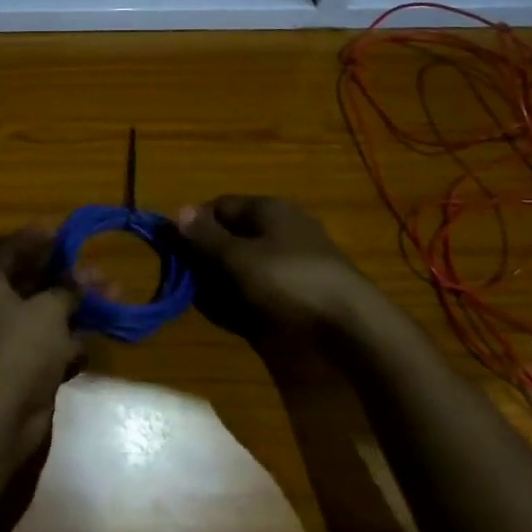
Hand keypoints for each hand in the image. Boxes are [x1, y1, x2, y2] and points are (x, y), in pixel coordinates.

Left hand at [0, 228, 81, 457]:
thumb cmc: (19, 348)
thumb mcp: (48, 310)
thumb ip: (67, 289)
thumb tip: (83, 276)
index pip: (11, 253)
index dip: (35, 240)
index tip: (60, 229)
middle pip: (34, 286)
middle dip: (68, 279)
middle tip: (100, 271)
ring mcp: (8, 344)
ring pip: (47, 319)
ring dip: (76, 311)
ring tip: (113, 300)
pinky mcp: (23, 372)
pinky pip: (50, 349)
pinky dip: (69, 345)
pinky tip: (90, 343)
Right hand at [176, 196, 370, 342]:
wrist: (353, 325)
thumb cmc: (288, 281)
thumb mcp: (238, 258)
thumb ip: (206, 237)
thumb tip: (178, 211)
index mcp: (268, 208)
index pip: (220, 206)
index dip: (195, 226)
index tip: (179, 253)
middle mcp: (284, 224)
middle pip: (234, 234)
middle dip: (211, 258)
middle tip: (195, 284)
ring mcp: (300, 253)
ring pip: (250, 260)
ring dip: (228, 279)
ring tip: (217, 303)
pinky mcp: (309, 282)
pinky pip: (268, 281)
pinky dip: (251, 293)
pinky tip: (244, 313)